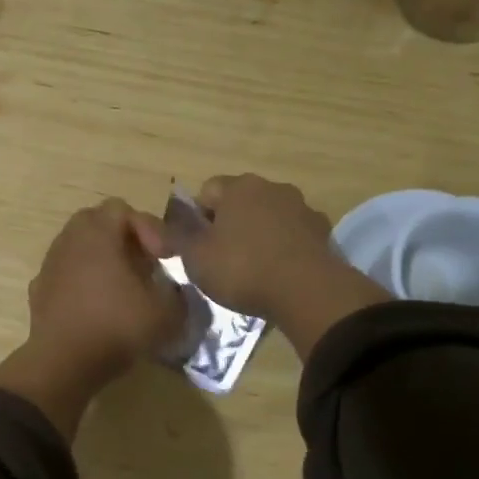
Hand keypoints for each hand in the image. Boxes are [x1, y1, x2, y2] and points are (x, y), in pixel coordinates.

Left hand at [0, 199, 184, 435]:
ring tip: (121, 288)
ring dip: (101, 260)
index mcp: (97, 233)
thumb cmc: (117, 326)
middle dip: (123, 238)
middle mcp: (69, 240)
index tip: (164, 258)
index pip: (123, 209)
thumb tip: (175, 291)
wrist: (64, 363)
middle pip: (96, 222)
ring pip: (78, 248)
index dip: (149, 228)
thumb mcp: (166, 313)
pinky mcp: (39, 290)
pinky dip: (82, 282)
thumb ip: (178, 294)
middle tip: (142, 265)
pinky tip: (96, 307)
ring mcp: (49, 265)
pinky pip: (65, 274)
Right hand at [181, 174, 389, 358]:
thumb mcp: (195, 257)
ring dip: (257, 236)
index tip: (196, 247)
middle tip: (220, 260)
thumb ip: (175, 236)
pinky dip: (282, 249)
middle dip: (228, 225)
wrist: (307, 291)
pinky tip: (278, 275)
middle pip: (240, 202)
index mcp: (238, 187)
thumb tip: (156, 224)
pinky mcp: (322, 233)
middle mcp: (272, 187)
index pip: (206, 191)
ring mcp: (302, 208)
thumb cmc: (242, 269)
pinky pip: (292, 236)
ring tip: (252, 271)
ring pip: (268, 218)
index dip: (196, 218)